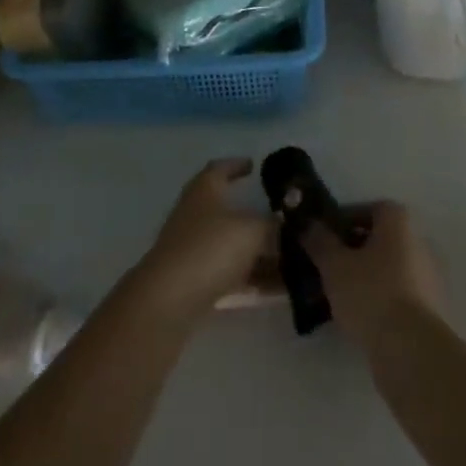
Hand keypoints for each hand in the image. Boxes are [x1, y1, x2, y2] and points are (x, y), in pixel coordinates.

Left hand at [132, 159, 274, 322]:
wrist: (169, 300)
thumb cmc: (211, 247)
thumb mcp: (252, 230)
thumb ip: (273, 225)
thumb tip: (286, 223)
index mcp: (206, 189)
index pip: (221, 168)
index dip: (237, 165)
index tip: (254, 166)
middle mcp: (197, 213)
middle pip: (231, 211)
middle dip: (259, 218)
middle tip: (287, 222)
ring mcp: (194, 248)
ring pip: (234, 246)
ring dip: (262, 254)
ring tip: (295, 262)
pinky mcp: (195, 280)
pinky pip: (232, 274)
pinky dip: (254, 278)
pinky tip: (281, 290)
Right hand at [302, 201, 443, 347]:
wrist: (412, 351)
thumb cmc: (371, 294)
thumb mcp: (334, 265)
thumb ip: (319, 241)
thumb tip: (307, 224)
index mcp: (398, 221)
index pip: (367, 209)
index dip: (342, 220)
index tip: (322, 239)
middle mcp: (418, 241)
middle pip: (377, 239)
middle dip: (351, 251)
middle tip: (326, 268)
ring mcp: (427, 276)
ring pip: (386, 269)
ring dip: (363, 277)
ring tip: (336, 296)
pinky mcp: (429, 309)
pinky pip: (396, 294)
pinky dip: (377, 299)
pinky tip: (356, 317)